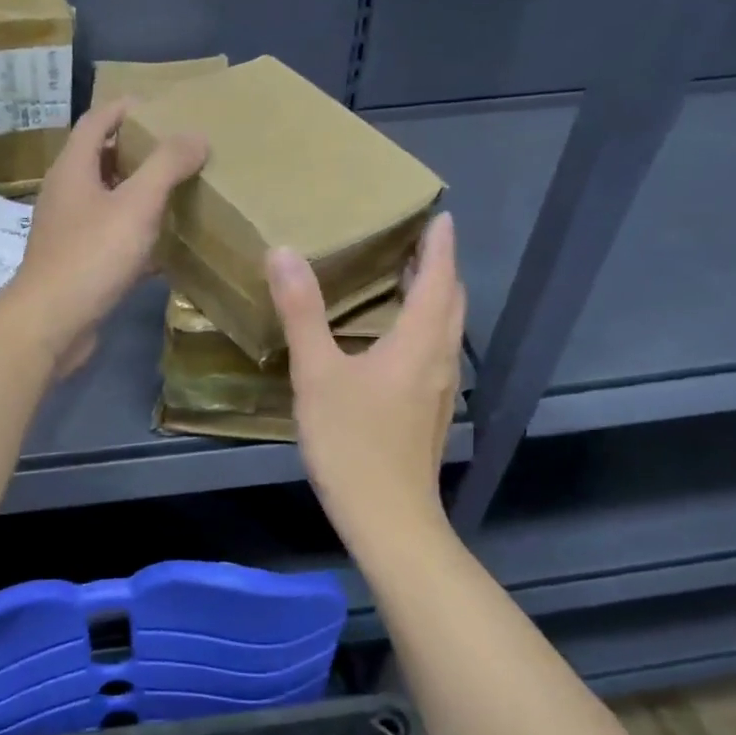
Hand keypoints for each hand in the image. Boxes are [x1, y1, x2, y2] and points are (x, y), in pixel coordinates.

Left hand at [1, 99, 206, 374]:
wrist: (51, 323)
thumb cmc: (91, 256)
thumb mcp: (136, 204)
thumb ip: (166, 166)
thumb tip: (196, 135)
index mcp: (73, 169)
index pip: (96, 121)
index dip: (125, 108)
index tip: (160, 107)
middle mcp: (65, 195)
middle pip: (100, 159)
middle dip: (136, 151)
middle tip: (176, 150)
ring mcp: (68, 232)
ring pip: (106, 201)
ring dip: (137, 194)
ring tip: (176, 191)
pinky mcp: (77, 264)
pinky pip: (110, 238)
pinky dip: (135, 234)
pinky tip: (164, 245)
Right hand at [268, 212, 463, 537]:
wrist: (388, 518)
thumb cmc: (352, 443)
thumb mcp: (317, 375)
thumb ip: (302, 313)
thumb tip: (285, 252)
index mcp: (418, 342)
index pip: (439, 278)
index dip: (439, 245)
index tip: (440, 216)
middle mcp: (439, 360)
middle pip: (450, 302)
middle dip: (438, 269)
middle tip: (416, 243)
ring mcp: (438, 391)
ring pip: (445, 331)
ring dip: (432, 300)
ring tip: (405, 282)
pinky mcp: (429, 415)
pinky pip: (434, 354)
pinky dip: (422, 330)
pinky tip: (393, 342)